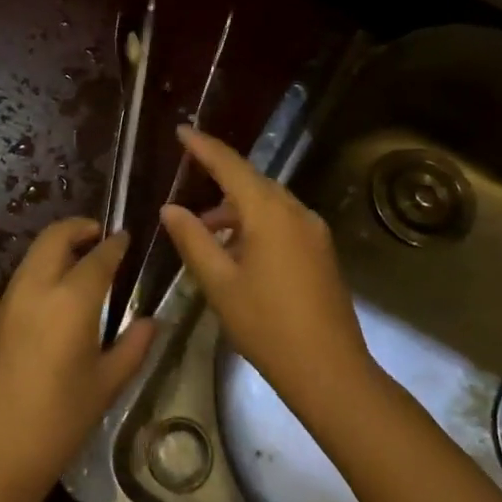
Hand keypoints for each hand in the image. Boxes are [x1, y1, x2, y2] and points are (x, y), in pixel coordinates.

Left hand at [0, 217, 156, 501]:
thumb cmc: (57, 423)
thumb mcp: (105, 386)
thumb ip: (132, 347)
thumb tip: (150, 322)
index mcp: (70, 300)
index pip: (98, 257)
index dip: (115, 244)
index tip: (126, 238)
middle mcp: (36, 288)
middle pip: (55, 237)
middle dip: (79, 228)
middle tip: (100, 236)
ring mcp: (9, 300)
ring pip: (34, 254)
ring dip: (58, 246)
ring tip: (81, 262)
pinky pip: (22, 277)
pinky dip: (42, 269)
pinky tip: (56, 295)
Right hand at [160, 126, 373, 422]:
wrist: (330, 371)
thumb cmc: (267, 326)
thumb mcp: (220, 284)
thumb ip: (193, 240)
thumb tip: (170, 209)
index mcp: (269, 212)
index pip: (231, 166)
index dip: (204, 147)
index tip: (182, 130)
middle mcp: (296, 211)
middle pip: (252, 182)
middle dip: (218, 182)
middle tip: (187, 189)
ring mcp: (313, 231)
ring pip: (267, 203)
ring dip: (236, 210)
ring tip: (206, 233)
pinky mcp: (321, 251)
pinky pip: (282, 222)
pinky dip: (255, 225)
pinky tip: (237, 252)